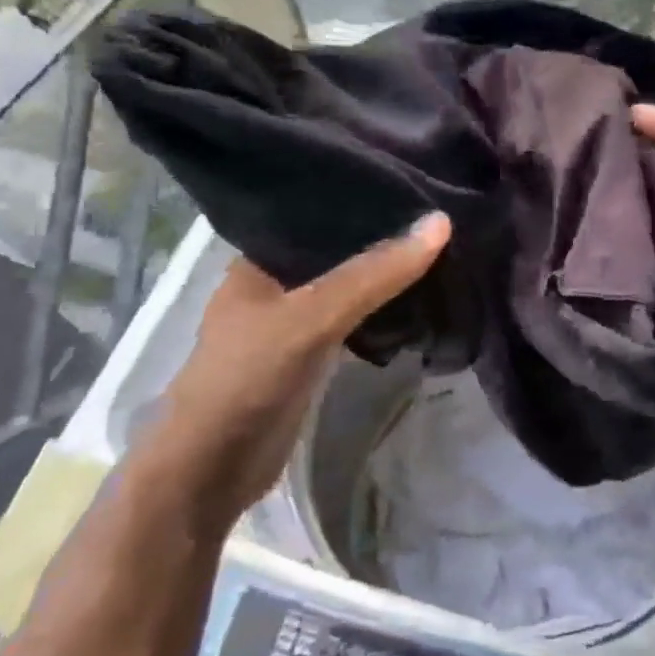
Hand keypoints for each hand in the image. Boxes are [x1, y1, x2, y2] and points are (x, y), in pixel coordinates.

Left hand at [136, 213, 451, 538]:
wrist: (211, 471)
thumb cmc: (248, 379)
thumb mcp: (312, 317)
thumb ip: (373, 274)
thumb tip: (440, 222)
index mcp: (259, 260)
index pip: (320, 213)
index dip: (367, 198)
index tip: (420, 184)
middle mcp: (275, 284)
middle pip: (340, 251)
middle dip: (384, 238)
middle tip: (442, 215)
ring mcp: (292, 323)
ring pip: (350, 287)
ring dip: (387, 276)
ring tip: (443, 248)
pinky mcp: (311, 356)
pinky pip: (355, 320)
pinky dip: (384, 310)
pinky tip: (420, 298)